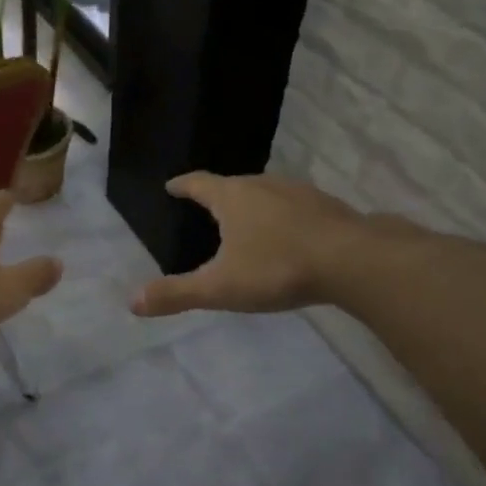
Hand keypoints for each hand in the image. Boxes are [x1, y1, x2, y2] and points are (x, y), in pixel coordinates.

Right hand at [132, 172, 389, 317]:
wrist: (353, 261)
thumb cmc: (277, 268)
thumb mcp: (220, 287)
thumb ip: (177, 293)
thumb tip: (132, 302)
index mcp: (232, 197)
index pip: (198, 183)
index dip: (182, 184)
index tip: (171, 185)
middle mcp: (262, 185)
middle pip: (232, 184)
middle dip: (217, 195)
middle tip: (207, 207)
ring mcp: (298, 193)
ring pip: (266, 193)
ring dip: (252, 204)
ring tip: (246, 220)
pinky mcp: (327, 207)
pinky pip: (295, 207)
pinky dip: (283, 216)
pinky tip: (289, 235)